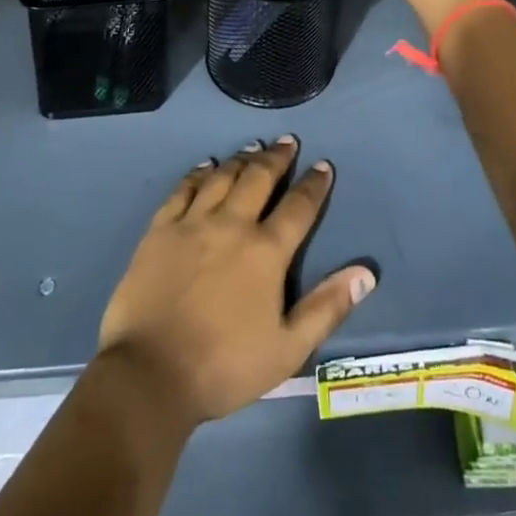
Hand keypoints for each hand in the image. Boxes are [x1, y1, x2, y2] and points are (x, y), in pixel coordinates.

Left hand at [96, 137, 375, 426]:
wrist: (150, 374)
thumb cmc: (224, 366)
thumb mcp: (288, 348)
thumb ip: (327, 307)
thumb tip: (366, 272)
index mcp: (266, 251)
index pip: (298, 207)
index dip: (314, 184)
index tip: (323, 166)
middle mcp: (232, 225)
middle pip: (258, 178)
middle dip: (276, 157)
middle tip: (287, 141)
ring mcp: (192, 223)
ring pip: (222, 177)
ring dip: (241, 158)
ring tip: (253, 146)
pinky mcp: (160, 230)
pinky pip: (183, 189)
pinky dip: (198, 173)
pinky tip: (206, 166)